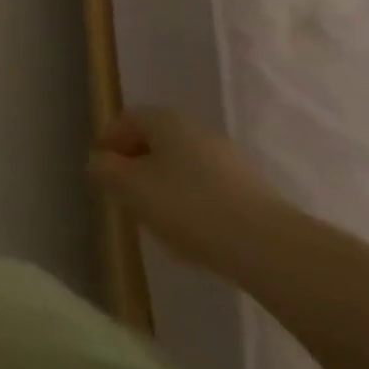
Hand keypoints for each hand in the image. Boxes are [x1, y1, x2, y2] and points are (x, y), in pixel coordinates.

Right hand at [88, 107, 284, 271]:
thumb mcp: (130, 188)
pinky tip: (193, 235)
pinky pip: (208, 189)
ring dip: (165, 187)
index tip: (101, 171)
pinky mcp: (251, 191)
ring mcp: (228, 160)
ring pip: (182, 167)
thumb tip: (100, 162)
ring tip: (159, 222)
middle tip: (127, 196)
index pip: (126, 120)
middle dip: (137, 166)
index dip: (109, 142)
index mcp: (165, 119)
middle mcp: (196, 130)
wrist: (268, 248)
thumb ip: (106, 171)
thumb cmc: (187, 206)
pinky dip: (193, 205)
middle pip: (156, 142)